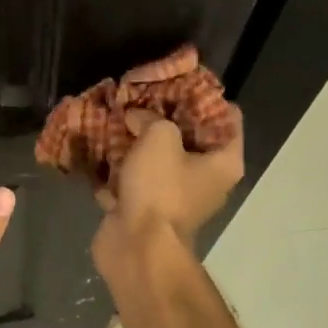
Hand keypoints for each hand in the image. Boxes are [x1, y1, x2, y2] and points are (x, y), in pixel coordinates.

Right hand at [92, 107, 243, 265]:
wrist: (137, 247)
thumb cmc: (160, 188)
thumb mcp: (160, 138)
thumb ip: (152, 118)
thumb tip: (137, 118)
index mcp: (224, 161)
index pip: (228, 118)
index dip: (205, 96)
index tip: (178, 81)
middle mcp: (206, 178)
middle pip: (188, 136)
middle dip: (163, 115)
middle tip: (141, 94)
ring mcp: (174, 195)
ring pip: (157, 157)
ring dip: (136, 139)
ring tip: (116, 114)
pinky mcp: (145, 208)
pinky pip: (133, 178)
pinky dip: (118, 165)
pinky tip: (99, 145)